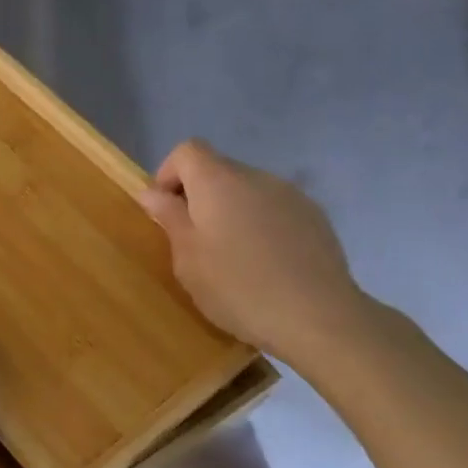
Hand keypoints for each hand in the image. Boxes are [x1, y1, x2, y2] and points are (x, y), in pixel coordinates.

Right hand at [138, 140, 372, 366]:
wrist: (316, 316)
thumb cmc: (236, 287)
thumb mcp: (188, 258)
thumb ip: (169, 218)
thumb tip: (152, 192)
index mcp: (218, 182)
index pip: (187, 151)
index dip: (168, 174)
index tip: (165, 211)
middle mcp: (256, 177)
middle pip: (218, 169)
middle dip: (199, 197)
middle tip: (193, 242)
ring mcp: (291, 195)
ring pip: (248, 191)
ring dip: (231, 212)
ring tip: (232, 257)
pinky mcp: (315, 217)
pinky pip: (275, 210)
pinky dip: (261, 226)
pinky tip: (265, 264)